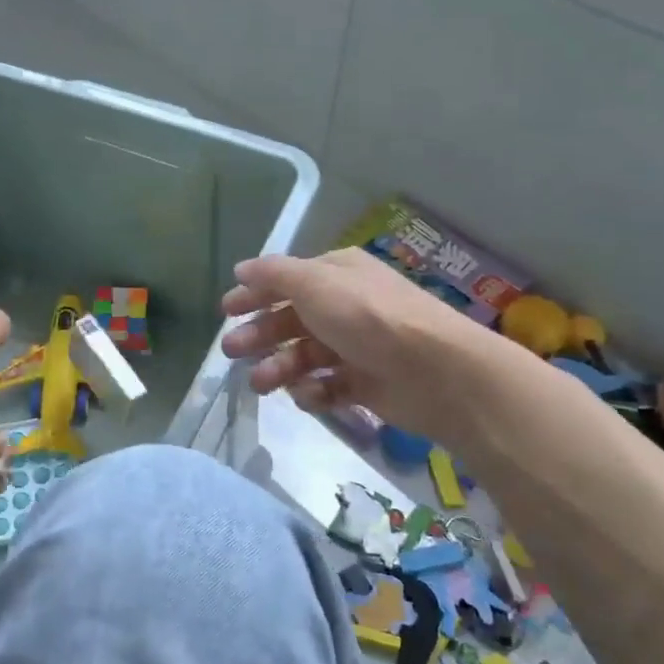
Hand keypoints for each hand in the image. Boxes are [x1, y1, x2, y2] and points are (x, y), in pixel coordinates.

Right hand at [220, 248, 512, 445]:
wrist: (436, 371)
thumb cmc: (368, 317)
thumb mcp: (315, 283)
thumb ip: (274, 274)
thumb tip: (242, 268)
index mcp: (337, 275)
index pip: (287, 281)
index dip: (255, 293)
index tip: (226, 310)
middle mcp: (346, 307)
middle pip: (291, 320)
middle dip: (260, 334)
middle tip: (231, 351)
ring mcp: (356, 347)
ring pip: (304, 356)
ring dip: (278, 367)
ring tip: (260, 384)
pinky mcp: (365, 384)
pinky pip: (327, 386)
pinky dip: (313, 391)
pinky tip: (308, 395)